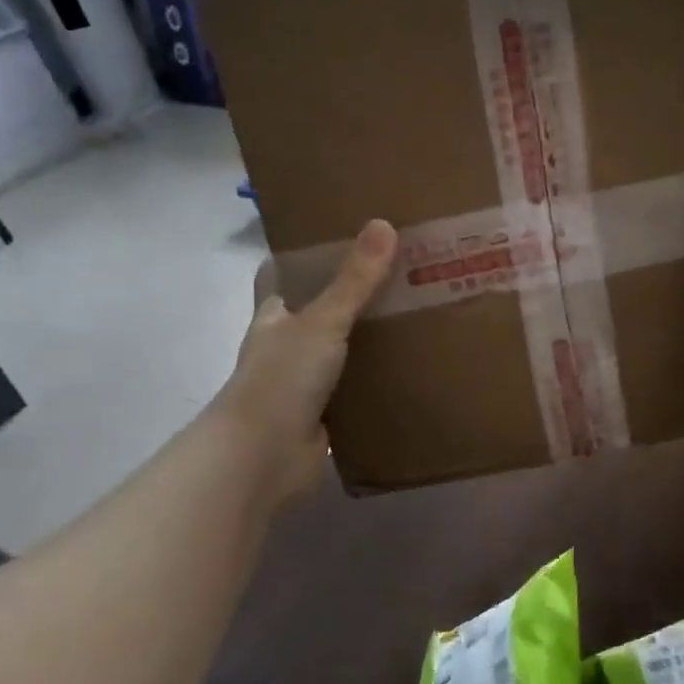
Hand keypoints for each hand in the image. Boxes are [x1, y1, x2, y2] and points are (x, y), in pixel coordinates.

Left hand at [216, 219, 396, 503]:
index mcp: (275, 316)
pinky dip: (379, 381)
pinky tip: (415, 368)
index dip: (303, 255)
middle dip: (353, 295)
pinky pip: (358, 390)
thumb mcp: (322, 322)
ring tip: (419, 314)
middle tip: (401, 271)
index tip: (339, 234)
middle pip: (319, 311)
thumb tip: (383, 224)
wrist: (264, 459)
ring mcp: (305, 383)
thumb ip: (354, 280)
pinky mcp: (326, 416)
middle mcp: (287, 346)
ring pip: (342, 351)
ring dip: (370, 339)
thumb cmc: (281, 379)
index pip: (282, 275)